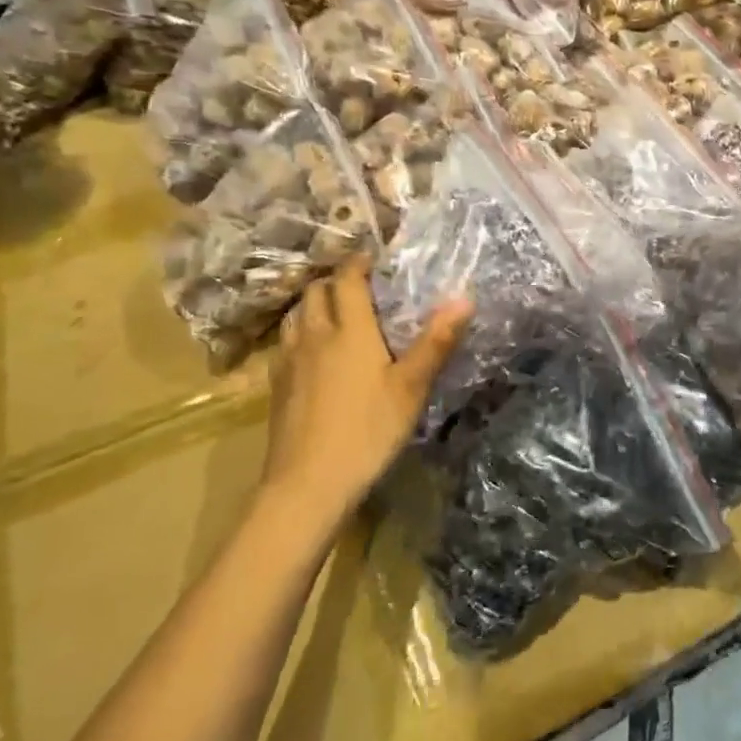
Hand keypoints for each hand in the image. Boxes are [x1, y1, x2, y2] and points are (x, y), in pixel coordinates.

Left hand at [265, 257, 471, 523]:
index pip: (347, 280)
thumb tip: (464, 298)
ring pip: (296, 315)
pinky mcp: (276, 385)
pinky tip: (311, 352)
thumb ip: (436, 341)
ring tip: (333, 312)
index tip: (373, 257)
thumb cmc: (367, 431)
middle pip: (316, 292)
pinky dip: (299, 332)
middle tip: (358, 286)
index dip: (358, 263)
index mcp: (350, 330)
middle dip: (335, 281)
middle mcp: (315, 336)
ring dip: (313, 304)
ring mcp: (290, 360)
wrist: (308, 483)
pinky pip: (285, 342)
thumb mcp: (411, 388)